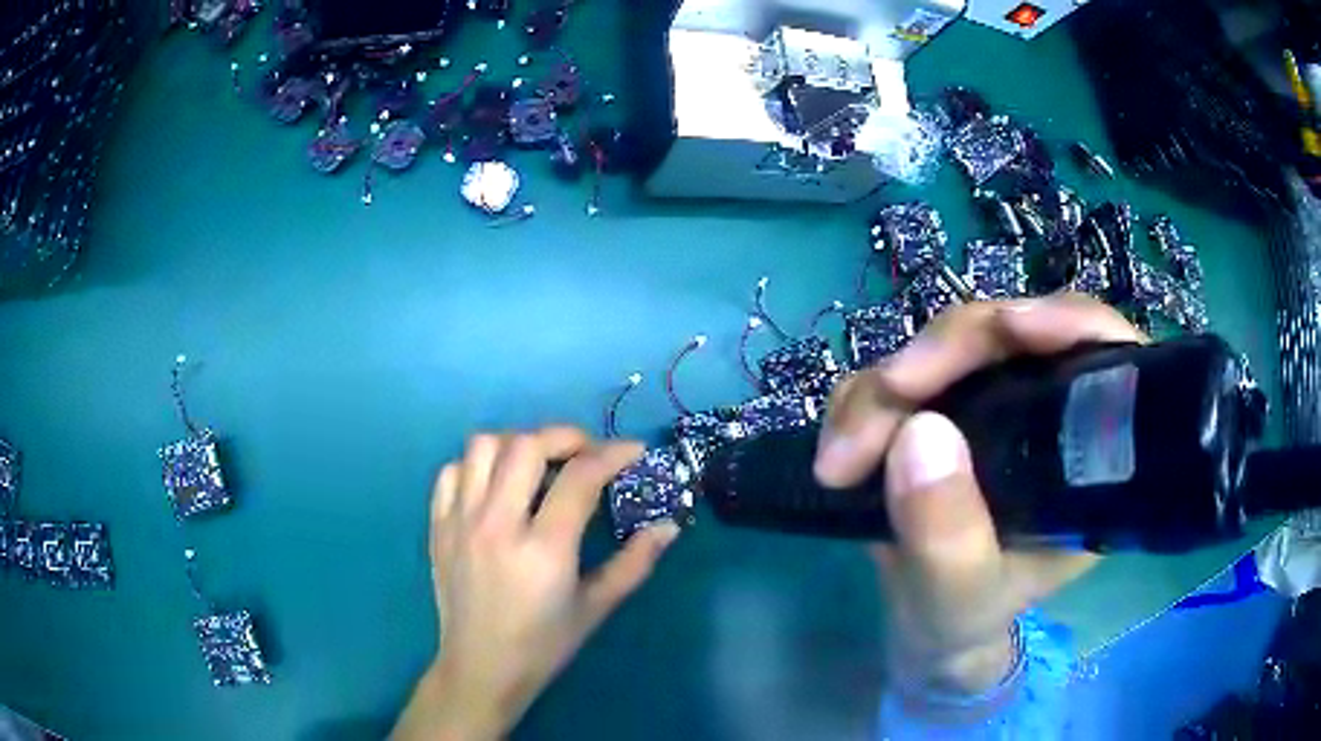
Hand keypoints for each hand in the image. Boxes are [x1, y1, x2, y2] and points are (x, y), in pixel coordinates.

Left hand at [393, 427, 680, 740]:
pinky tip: (495, 486)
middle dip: (565, 436)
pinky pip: (451, 472)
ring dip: (517, 443)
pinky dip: (476, 466)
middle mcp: (497, 525)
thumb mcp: (596, 608)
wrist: (481, 669)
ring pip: (482, 447)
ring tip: (538, 464)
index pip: (580, 477)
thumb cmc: (544, 644)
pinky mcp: (438, 526)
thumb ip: (635, 563)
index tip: (633, 451)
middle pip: (527, 445)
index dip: (613, 454)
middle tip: (586, 453)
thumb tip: (669, 526)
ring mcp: (461, 521)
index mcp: (543, 549)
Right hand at [814, 296, 1145, 700]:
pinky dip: (860, 400)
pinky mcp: (939, 404)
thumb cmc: (964, 617)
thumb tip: (919, 432)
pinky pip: (896, 370)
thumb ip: (949, 537)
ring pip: (945, 345)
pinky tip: (839, 450)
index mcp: (1088, 454)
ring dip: (886, 387)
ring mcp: (990, 400)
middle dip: (945, 355)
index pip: (1104, 355)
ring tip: (842, 458)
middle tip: (888, 398)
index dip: (1067, 322)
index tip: (1011, 328)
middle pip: (1010, 333)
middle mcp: (1046, 411)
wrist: (922, 626)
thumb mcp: (960, 598)